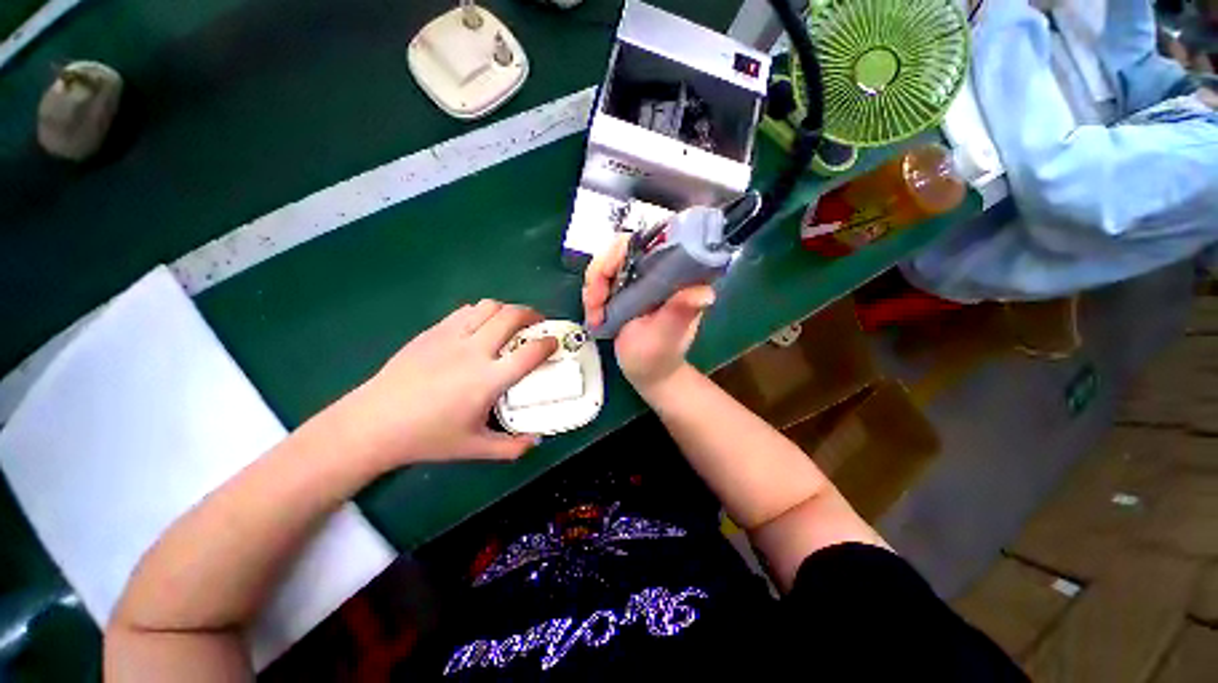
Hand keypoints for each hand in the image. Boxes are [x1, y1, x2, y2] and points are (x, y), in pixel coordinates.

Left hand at [331, 301, 557, 469]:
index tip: (554, 342)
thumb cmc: (427, 437)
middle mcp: (474, 351)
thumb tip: (536, 442)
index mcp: (488, 380)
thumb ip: (511, 447)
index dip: (548, 343)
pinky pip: (466, 311)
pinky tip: (481, 326)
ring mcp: (451, 337)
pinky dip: (483, 312)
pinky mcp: (433, 331)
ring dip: (507, 310)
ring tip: (511, 322)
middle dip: (532, 315)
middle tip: (537, 324)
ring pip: (489, 307)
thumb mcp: (474, 448)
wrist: (373, 423)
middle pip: (512, 316)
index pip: (530, 352)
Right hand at [582, 236, 715, 389]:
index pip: (651, 240)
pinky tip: (595, 317)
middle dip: (600, 273)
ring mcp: (638, 278)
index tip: (608, 274)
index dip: (623, 249)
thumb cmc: (659, 356)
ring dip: (593, 288)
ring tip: (596, 317)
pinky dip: (591, 296)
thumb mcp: (667, 336)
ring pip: (605, 263)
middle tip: (595, 303)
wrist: (647, 371)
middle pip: (620, 249)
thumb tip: (705, 292)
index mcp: (676, 276)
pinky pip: (599, 279)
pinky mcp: (623, 288)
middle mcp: (657, 270)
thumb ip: (679, 313)